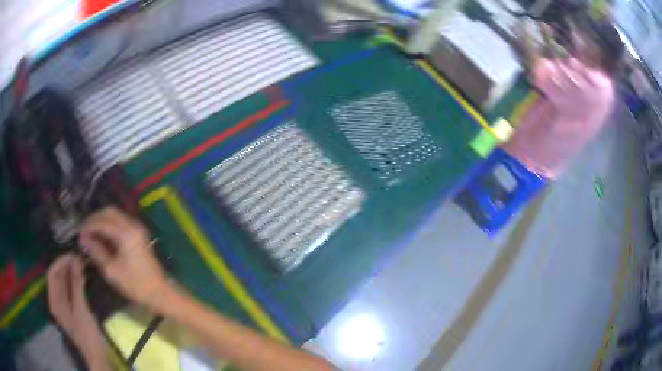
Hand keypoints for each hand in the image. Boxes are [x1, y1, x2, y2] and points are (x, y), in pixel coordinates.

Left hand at [47, 254, 108, 369]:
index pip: (52, 274)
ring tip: (82, 265)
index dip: (61, 262)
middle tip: (80, 259)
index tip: (73, 255)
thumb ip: (76, 284)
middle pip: (58, 277)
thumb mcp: (81, 308)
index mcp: (54, 301)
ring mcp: (63, 306)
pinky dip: (75, 282)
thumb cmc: (87, 333)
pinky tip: (83, 278)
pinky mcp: (71, 309)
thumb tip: (75, 259)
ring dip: (72, 273)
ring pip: (64, 283)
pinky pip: (70, 290)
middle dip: (67, 266)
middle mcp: (56, 301)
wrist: (97, 355)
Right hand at [79, 207, 168, 309]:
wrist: (160, 292)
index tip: (78, 233)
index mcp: (126, 233)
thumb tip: (83, 238)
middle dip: (95, 219)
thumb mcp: (111, 270)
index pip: (102, 222)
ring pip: (115, 215)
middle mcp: (133, 225)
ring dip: (102, 221)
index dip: (88, 226)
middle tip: (84, 231)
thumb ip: (96, 251)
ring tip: (91, 234)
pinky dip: (110, 226)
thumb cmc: (135, 285)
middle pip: (109, 212)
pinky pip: (121, 222)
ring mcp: (137, 228)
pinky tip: (102, 237)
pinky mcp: (139, 234)